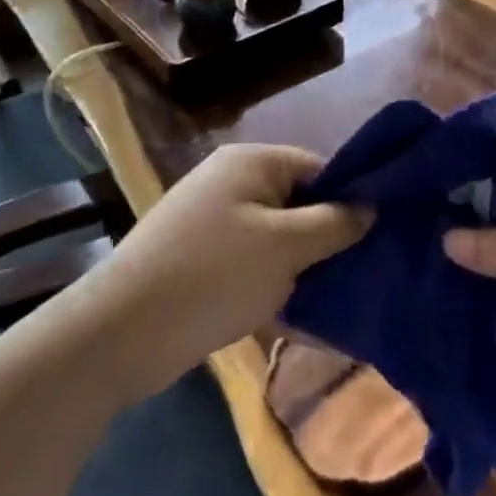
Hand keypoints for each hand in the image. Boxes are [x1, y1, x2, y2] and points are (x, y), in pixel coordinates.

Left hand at [82, 144, 369, 398]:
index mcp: (251, 163)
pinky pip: (251, 261)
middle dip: (325, 238)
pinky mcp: (199, 258)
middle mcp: (230, 182)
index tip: (374, 239)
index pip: (319, 167)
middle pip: (298, 203)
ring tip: (327, 298)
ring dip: (300, 266)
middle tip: (354, 273)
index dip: (348, 200)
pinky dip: (271, 282)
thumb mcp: (287, 246)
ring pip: (276, 237)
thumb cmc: (215, 275)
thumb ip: (335, 223)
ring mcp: (211, 221)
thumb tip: (370, 207)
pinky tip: (292, 313)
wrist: (122, 333)